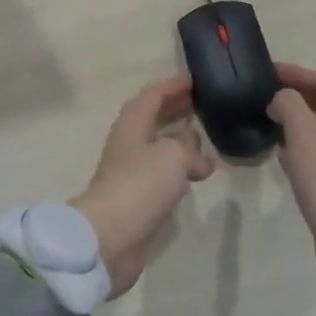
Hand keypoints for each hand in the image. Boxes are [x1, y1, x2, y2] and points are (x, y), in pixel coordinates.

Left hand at [71, 74, 214, 296]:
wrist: (110, 236)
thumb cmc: (140, 184)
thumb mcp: (173, 155)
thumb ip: (190, 148)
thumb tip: (201, 159)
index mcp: (132, 123)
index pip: (153, 95)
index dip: (173, 85)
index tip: (196, 79)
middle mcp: (130, 142)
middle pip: (153, 118)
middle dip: (176, 108)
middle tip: (204, 103)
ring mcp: (132, 171)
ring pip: (159, 146)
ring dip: (179, 139)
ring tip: (205, 136)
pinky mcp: (138, 198)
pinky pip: (162, 173)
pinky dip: (179, 167)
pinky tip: (197, 174)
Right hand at [270, 63, 315, 293]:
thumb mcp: (303, 132)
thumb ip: (289, 104)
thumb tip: (281, 99)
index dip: (297, 73)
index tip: (268, 71)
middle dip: (301, 96)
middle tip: (271, 95)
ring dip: (302, 123)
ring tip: (273, 122)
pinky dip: (305, 148)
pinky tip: (285, 157)